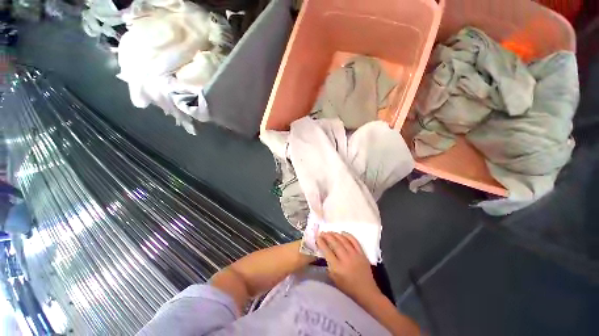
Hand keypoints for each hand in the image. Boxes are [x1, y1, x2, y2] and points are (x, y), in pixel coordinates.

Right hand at [316, 232, 380, 303]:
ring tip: (330, 232)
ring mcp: (355, 255)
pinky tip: (342, 232)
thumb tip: (325, 252)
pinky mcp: (362, 253)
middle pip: (334, 243)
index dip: (321, 242)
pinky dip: (348, 235)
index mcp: (337, 267)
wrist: (366, 291)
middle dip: (327, 236)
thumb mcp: (334, 279)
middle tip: (322, 232)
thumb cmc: (348, 287)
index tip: (317, 237)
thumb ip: (329, 265)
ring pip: (343, 240)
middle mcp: (345, 259)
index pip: (327, 251)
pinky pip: (354, 241)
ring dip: (335, 234)